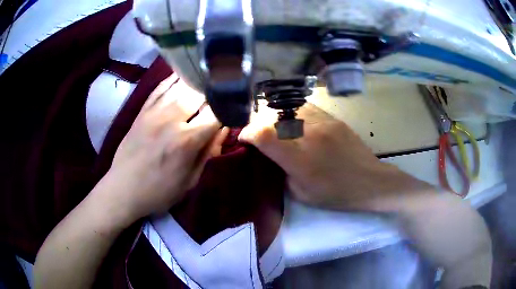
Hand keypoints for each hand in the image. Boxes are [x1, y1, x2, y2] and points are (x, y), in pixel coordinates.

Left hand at [98, 75, 225, 222]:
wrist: (123, 189)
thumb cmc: (159, 191)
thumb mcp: (190, 181)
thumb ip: (208, 153)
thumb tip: (223, 129)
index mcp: (186, 141)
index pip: (216, 114)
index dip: (228, 109)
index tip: (233, 110)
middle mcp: (171, 120)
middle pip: (199, 93)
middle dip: (213, 92)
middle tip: (220, 94)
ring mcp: (154, 112)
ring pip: (180, 86)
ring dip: (196, 82)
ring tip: (206, 80)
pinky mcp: (142, 111)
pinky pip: (160, 88)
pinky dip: (173, 79)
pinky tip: (182, 75)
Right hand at [239, 103, 429, 211]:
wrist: (370, 182)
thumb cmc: (336, 194)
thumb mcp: (301, 193)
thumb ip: (281, 171)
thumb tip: (270, 154)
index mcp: (300, 159)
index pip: (264, 134)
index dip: (248, 132)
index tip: (244, 137)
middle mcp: (309, 135)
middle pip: (273, 117)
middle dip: (259, 123)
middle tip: (258, 134)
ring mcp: (323, 122)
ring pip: (288, 109)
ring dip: (277, 117)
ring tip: (277, 128)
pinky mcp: (333, 118)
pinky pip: (306, 108)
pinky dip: (293, 114)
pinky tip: (295, 123)